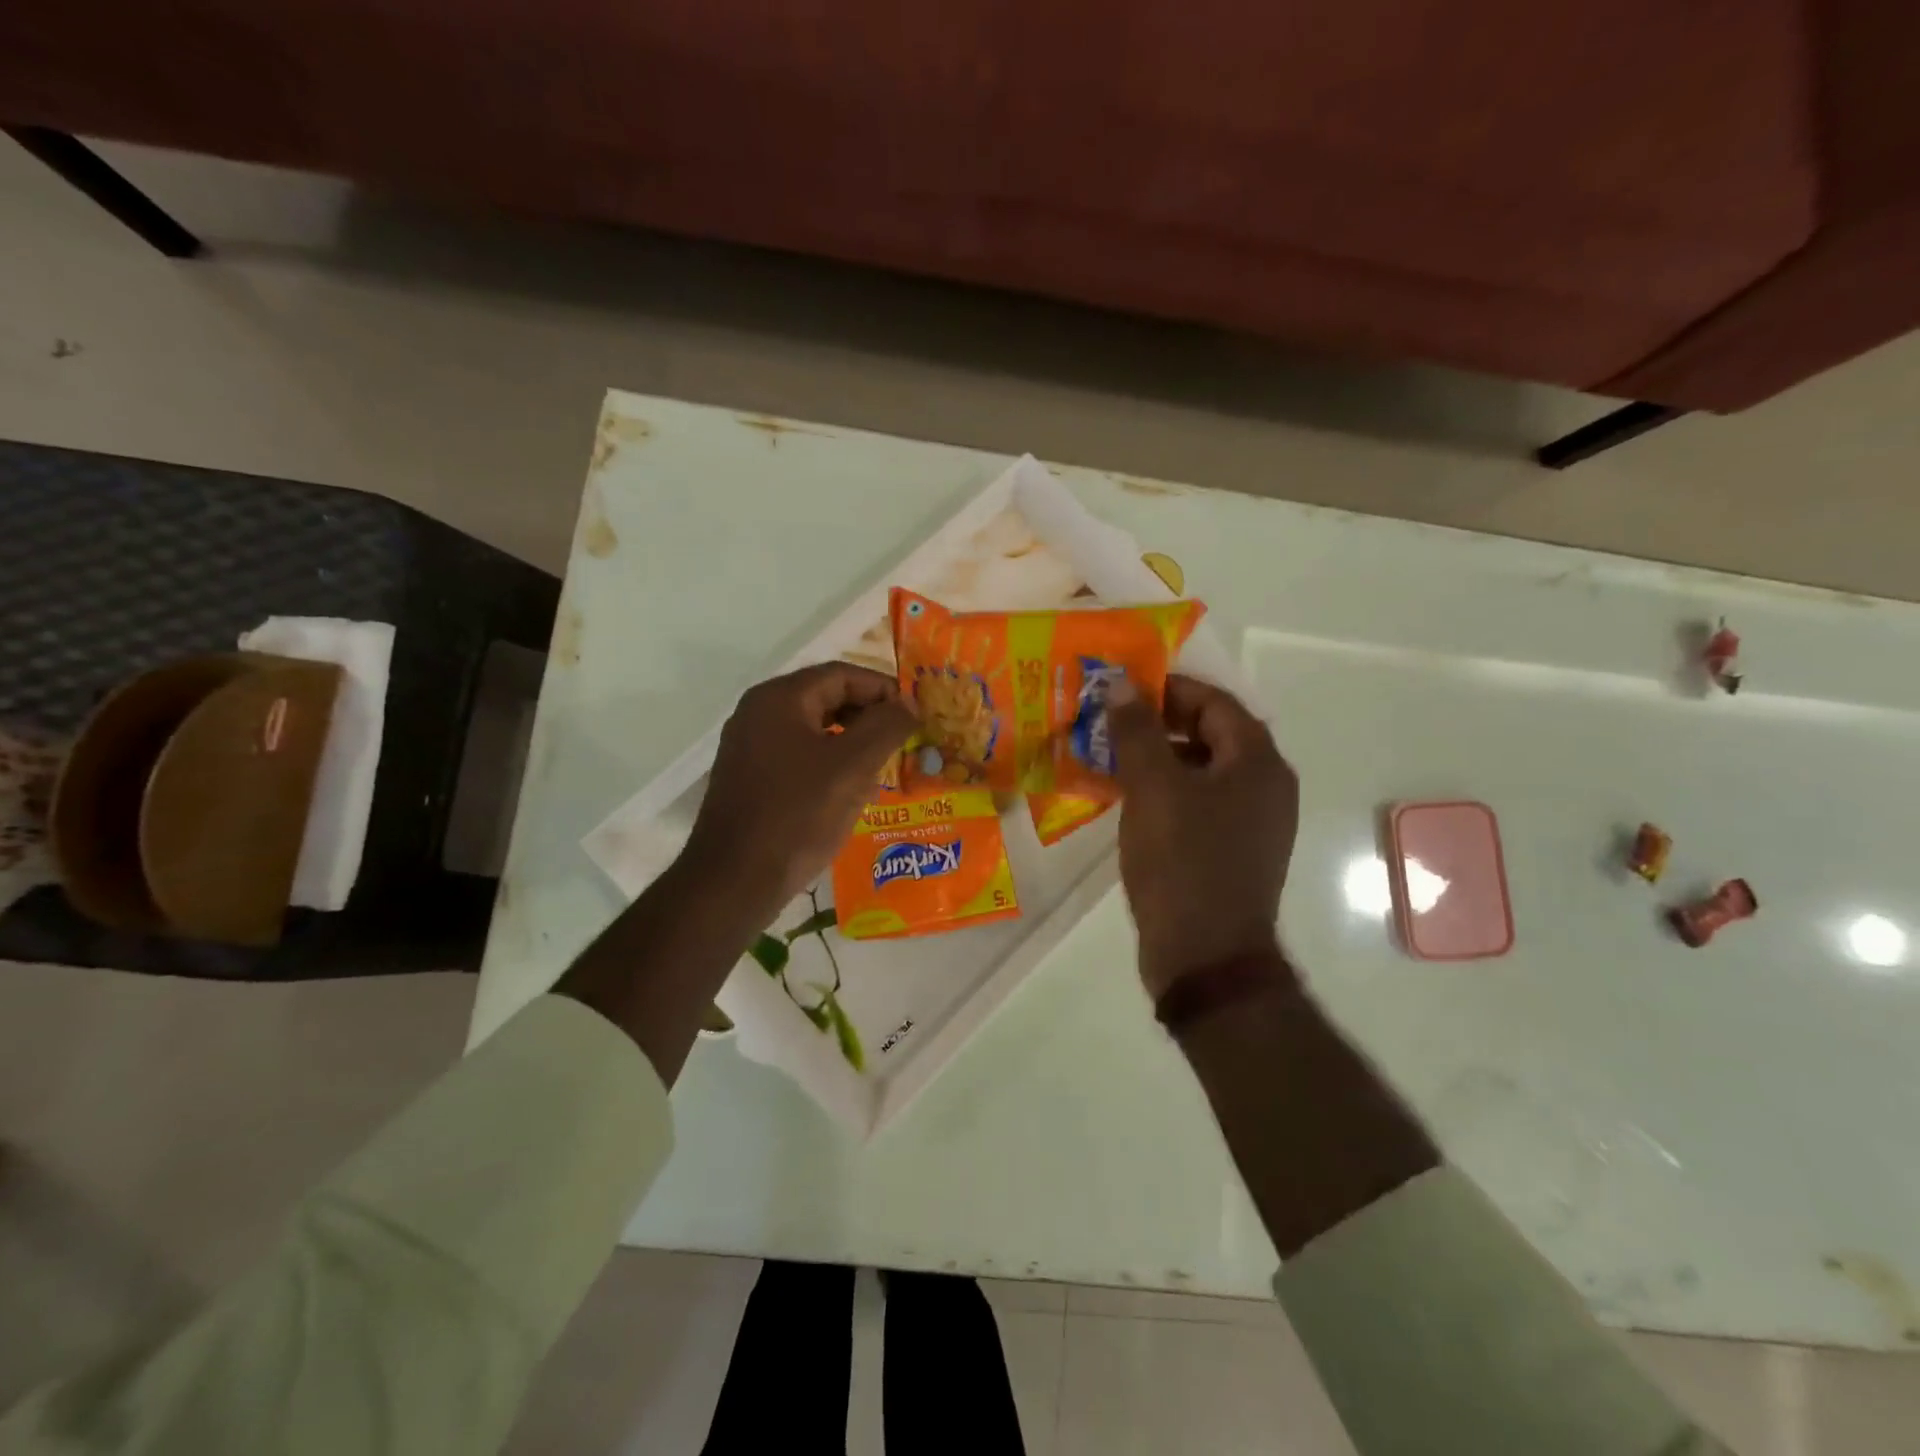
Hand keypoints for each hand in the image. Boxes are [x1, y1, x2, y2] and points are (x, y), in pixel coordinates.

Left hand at [683, 662, 915, 921]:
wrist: (734, 881)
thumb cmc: (797, 815)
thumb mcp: (852, 767)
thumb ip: (886, 726)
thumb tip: (909, 703)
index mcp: (779, 699)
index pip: (842, 675)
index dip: (883, 689)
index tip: (915, 715)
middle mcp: (758, 713)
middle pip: (826, 698)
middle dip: (869, 717)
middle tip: (903, 741)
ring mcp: (749, 747)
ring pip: (814, 730)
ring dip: (852, 742)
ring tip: (883, 767)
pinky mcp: (749, 778)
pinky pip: (798, 756)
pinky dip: (829, 764)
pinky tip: (850, 791)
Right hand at [1109, 675, 1299, 997]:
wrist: (1206, 957)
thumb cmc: (1182, 862)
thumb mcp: (1153, 788)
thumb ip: (1137, 730)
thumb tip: (1122, 684)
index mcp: (1258, 763)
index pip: (1215, 703)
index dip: (1169, 689)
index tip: (1123, 689)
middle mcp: (1265, 787)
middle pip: (1211, 735)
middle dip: (1160, 723)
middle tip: (1111, 722)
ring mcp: (1252, 824)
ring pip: (1202, 771)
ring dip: (1159, 758)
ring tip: (1112, 757)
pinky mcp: (1232, 852)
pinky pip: (1199, 804)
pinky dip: (1166, 792)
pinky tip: (1129, 800)